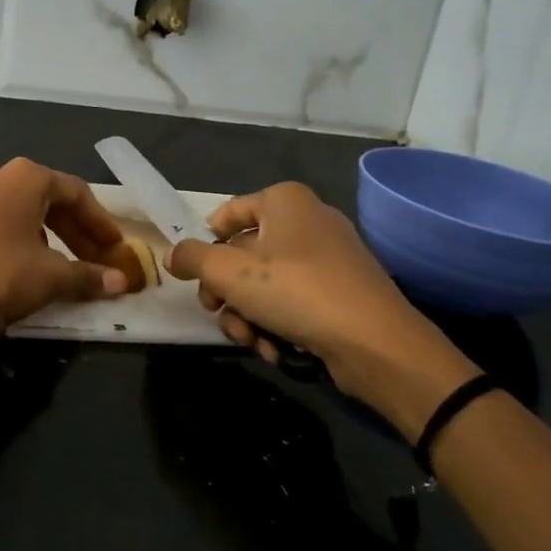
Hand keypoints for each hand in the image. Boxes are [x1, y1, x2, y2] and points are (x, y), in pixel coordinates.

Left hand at [0, 158, 129, 325]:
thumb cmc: (0, 273)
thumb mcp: (50, 277)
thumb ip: (88, 276)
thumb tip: (121, 283)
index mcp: (26, 177)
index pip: (76, 193)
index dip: (100, 222)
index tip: (115, 248)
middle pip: (46, 199)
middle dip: (73, 230)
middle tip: (92, 258)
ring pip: (16, 209)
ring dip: (43, 234)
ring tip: (55, 263)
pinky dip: (11, 237)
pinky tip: (15, 263)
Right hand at [166, 182, 479, 436]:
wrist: (375, 342)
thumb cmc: (295, 291)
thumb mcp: (228, 271)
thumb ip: (192, 258)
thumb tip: (174, 255)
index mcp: (284, 200)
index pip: (227, 214)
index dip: (205, 245)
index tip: (195, 277)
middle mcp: (308, 220)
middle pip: (244, 254)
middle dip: (226, 292)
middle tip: (217, 313)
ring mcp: (329, 258)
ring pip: (265, 284)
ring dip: (248, 316)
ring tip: (250, 340)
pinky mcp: (341, 293)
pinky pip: (294, 302)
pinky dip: (278, 324)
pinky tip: (275, 349)